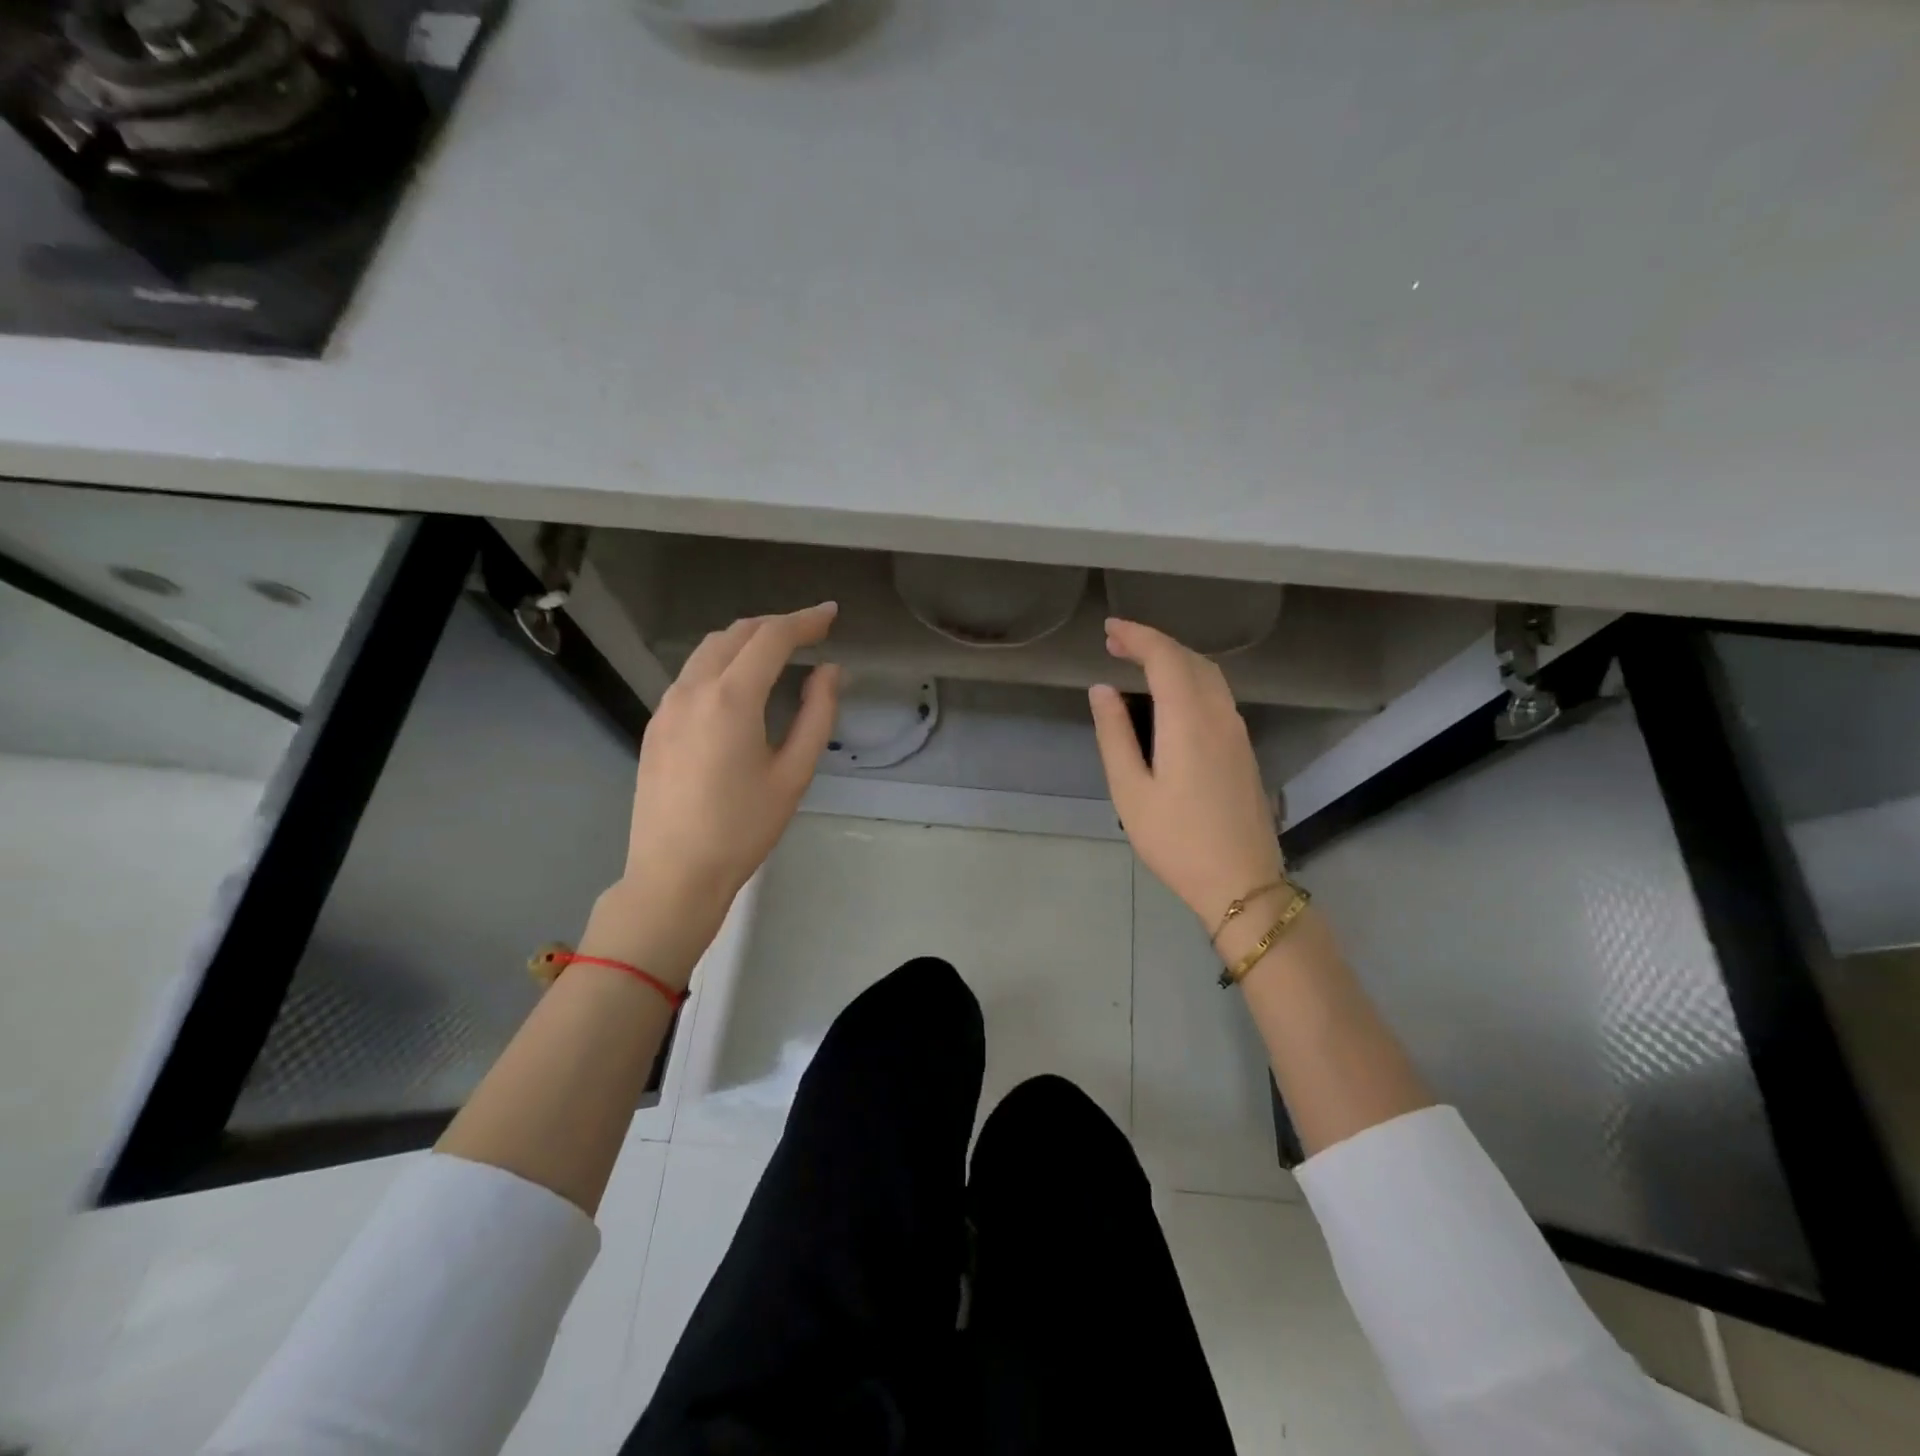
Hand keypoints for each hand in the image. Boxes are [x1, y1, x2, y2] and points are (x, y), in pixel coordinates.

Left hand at [590, 604, 840, 982]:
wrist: (673, 874)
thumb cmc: (743, 829)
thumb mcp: (794, 774)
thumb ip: (817, 715)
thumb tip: (829, 671)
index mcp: (731, 698)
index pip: (771, 637)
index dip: (805, 620)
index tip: (832, 614)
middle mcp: (692, 689)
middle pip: (736, 633)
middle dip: (776, 625)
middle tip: (810, 633)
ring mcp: (667, 706)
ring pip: (708, 650)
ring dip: (746, 640)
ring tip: (778, 653)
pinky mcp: (655, 725)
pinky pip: (692, 675)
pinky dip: (722, 663)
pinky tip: (740, 687)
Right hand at [1089, 618, 1282, 935]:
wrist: (1241, 883)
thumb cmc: (1176, 840)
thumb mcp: (1130, 791)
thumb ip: (1115, 734)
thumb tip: (1102, 689)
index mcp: (1189, 720)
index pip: (1165, 658)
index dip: (1137, 636)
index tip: (1109, 628)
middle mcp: (1220, 715)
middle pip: (1190, 659)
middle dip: (1153, 643)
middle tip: (1115, 643)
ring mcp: (1237, 732)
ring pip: (1209, 675)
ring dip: (1174, 659)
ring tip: (1138, 661)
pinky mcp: (1243, 748)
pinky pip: (1217, 694)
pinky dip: (1190, 678)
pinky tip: (1171, 694)